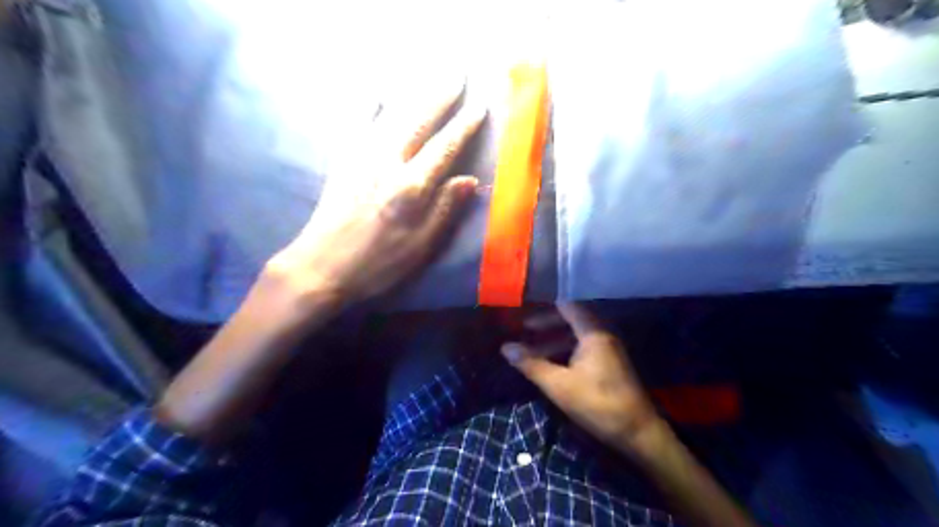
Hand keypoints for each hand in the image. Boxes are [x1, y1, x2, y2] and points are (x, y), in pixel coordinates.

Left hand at [264, 85, 482, 311]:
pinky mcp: (343, 162)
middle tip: (457, 74)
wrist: (320, 267)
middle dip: (440, 97)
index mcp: (411, 188)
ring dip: (414, 96)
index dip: (464, 127)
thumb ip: (445, 210)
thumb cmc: (378, 263)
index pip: (444, 149)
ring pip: (392, 118)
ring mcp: (361, 159)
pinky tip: (375, 96)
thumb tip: (469, 180)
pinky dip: (369, 109)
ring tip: (430, 77)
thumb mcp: (420, 246)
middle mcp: (387, 164)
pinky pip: (357, 126)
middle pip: (418, 122)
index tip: (479, 107)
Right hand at [497, 304, 658, 453]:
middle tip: (524, 329)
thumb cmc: (597, 404)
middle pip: (572, 320)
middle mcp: (603, 336)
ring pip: (577, 337)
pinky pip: (584, 349)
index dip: (546, 305)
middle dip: (547, 324)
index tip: (526, 307)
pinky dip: (565, 351)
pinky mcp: (610, 365)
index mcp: (593, 334)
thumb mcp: (559, 385)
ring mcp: (608, 351)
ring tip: (531, 349)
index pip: (568, 306)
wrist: (638, 433)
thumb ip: (531, 364)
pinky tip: (551, 364)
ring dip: (554, 340)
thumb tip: (505, 347)